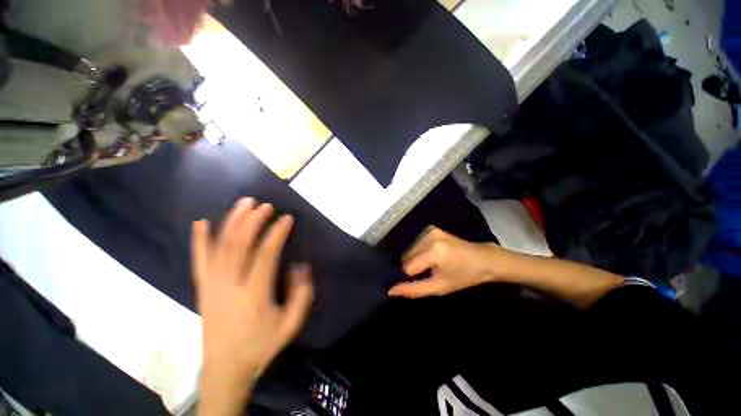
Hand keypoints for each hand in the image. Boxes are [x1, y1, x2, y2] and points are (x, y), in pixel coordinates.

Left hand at [192, 198, 313, 393]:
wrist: (225, 369)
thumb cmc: (261, 344)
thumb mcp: (292, 323)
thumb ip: (301, 293)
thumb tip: (300, 265)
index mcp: (254, 294)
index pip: (265, 254)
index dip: (276, 233)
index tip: (287, 218)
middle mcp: (229, 285)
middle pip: (239, 245)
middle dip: (253, 220)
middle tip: (265, 205)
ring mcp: (211, 286)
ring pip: (220, 247)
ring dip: (232, 222)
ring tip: (243, 203)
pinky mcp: (202, 288)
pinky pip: (199, 260)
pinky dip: (199, 240)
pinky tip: (200, 222)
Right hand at [388, 226, 511, 298]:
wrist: (483, 259)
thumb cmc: (464, 277)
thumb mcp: (439, 287)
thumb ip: (413, 289)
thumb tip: (390, 290)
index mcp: (433, 251)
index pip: (407, 266)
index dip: (410, 277)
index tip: (420, 280)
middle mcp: (428, 236)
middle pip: (405, 256)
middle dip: (411, 267)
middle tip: (426, 274)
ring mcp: (429, 230)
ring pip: (409, 250)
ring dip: (414, 260)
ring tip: (429, 266)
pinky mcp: (430, 228)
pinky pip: (415, 243)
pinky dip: (418, 252)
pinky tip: (429, 257)